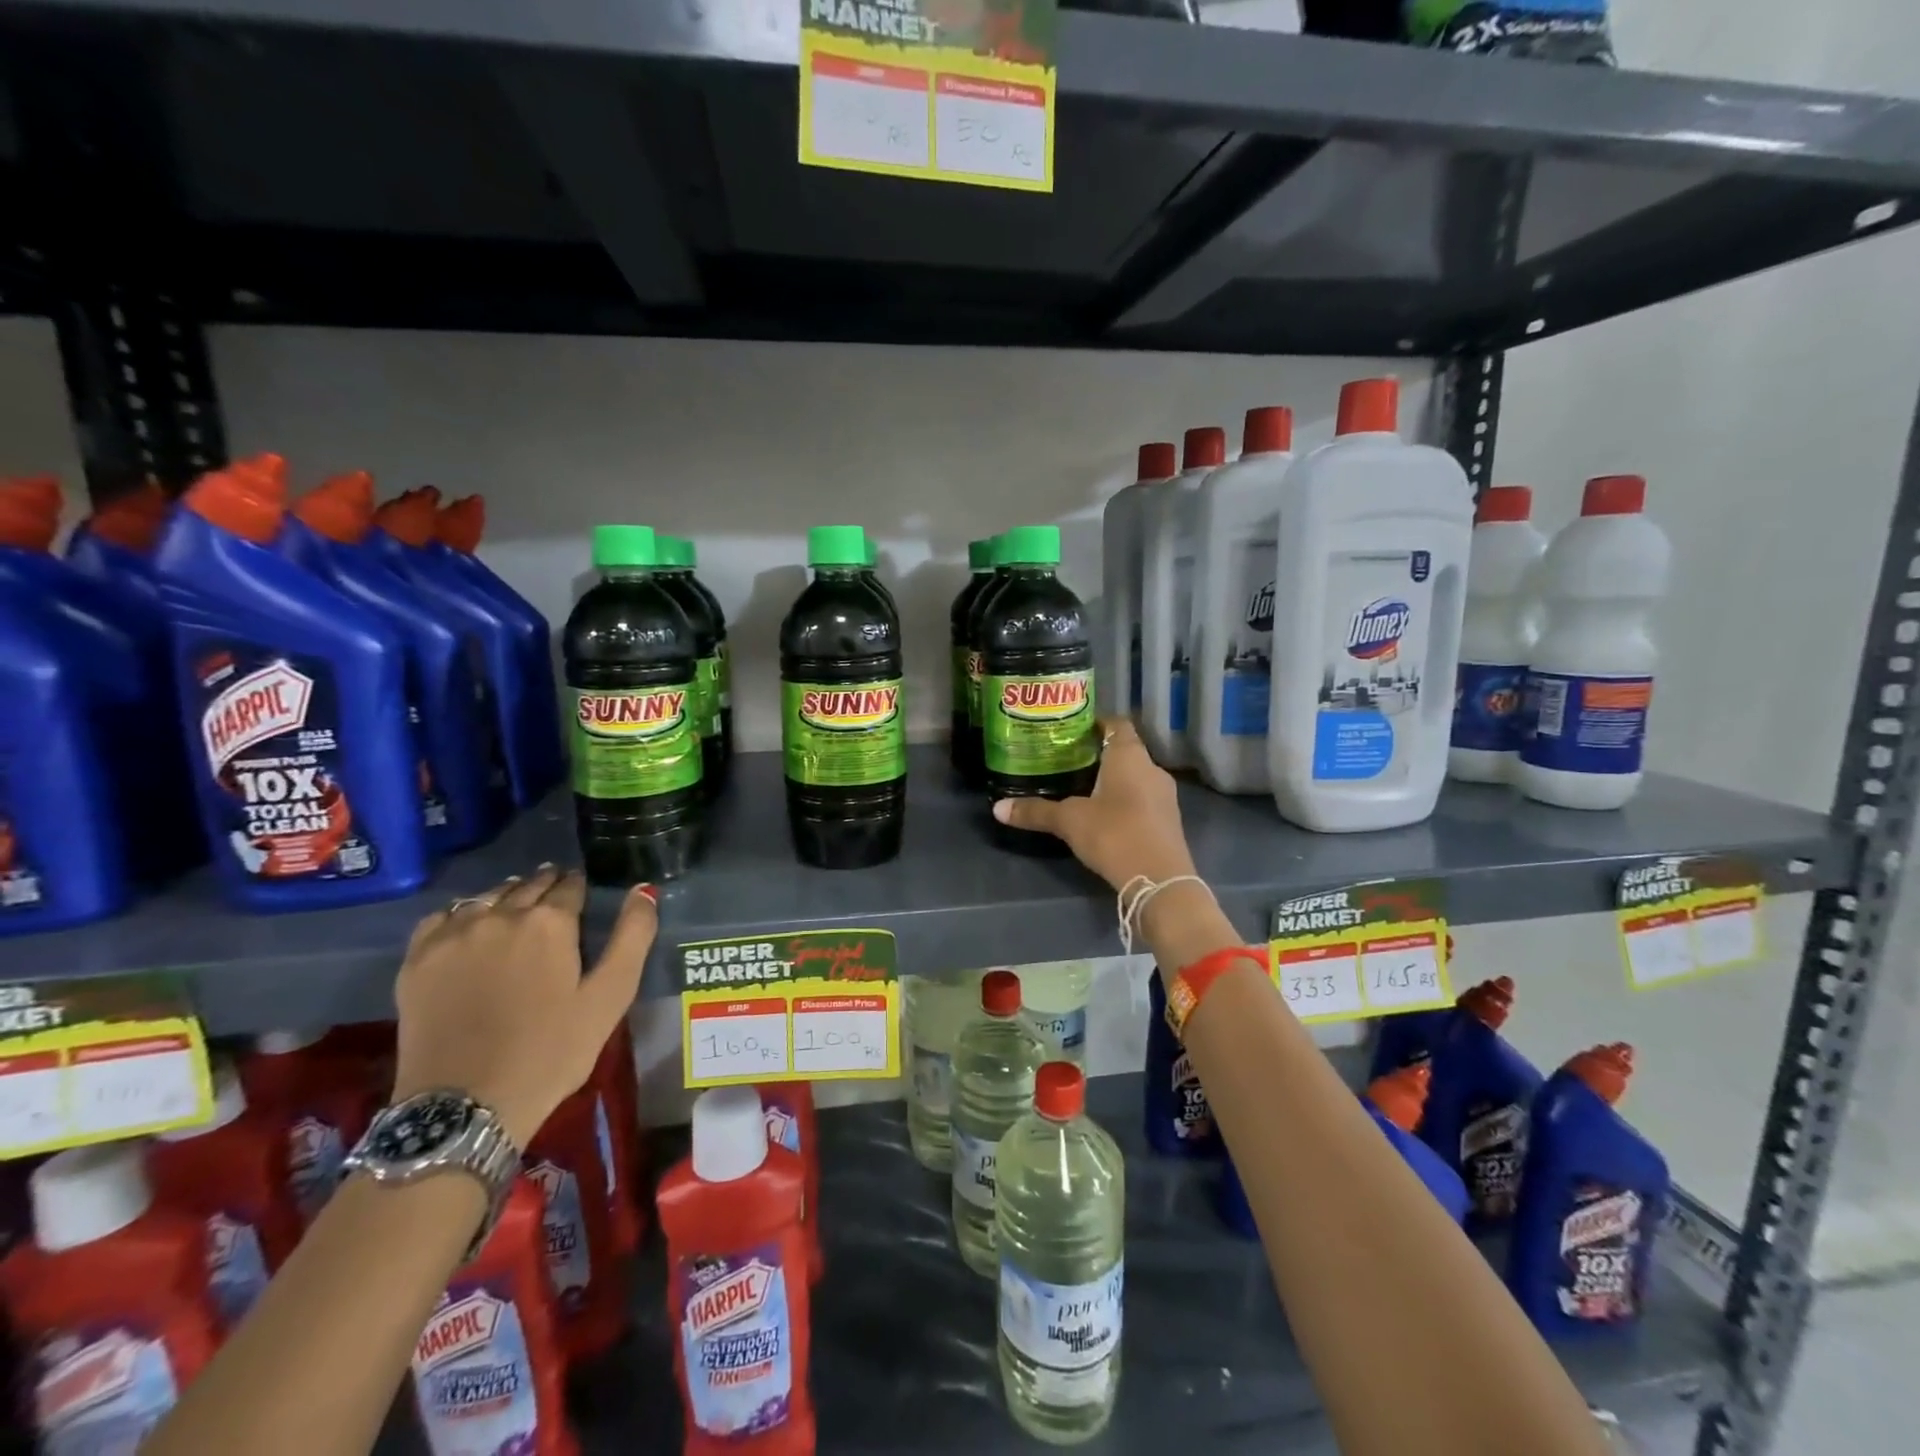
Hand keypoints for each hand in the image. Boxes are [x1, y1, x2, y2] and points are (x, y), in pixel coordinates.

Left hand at [390, 867, 657, 1148]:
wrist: (464, 1107)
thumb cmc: (551, 1051)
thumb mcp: (610, 997)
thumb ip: (633, 937)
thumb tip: (644, 890)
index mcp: (550, 922)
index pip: (570, 887)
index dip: (580, 887)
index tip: (583, 893)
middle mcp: (500, 915)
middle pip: (528, 886)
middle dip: (546, 886)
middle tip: (555, 895)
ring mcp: (453, 935)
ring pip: (486, 897)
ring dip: (507, 895)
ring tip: (517, 907)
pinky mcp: (417, 960)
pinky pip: (441, 917)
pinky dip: (461, 914)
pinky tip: (469, 928)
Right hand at [991, 717, 1195, 890]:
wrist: (1159, 881)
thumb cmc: (1114, 834)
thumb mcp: (1069, 821)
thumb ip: (1036, 811)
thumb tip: (997, 808)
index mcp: (1130, 756)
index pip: (1116, 723)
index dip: (1095, 723)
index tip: (1071, 731)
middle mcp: (1152, 769)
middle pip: (1124, 751)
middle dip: (1098, 755)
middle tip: (1067, 761)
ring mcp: (1164, 796)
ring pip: (1134, 777)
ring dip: (1112, 781)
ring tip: (1080, 788)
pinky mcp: (1167, 822)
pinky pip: (1142, 800)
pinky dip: (1123, 802)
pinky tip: (1102, 817)